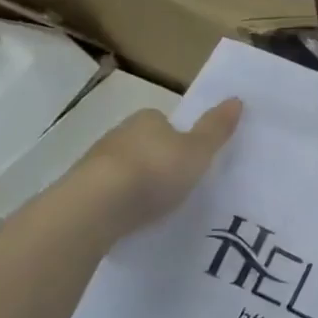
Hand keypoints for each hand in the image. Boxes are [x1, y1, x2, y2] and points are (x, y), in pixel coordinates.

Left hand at [75, 98, 243, 230]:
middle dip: (156, 159)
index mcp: (147, 119)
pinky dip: (117, 201)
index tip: (189, 159)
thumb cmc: (154, 172)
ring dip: (135, 181)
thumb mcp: (197, 152)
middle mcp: (119, 133)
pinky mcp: (80, 190)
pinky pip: (106, 192)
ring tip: (153, 206)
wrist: (95, 207)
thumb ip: (216, 129)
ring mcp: (95, 162)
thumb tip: (237, 99)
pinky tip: (128, 218)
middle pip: (143, 143)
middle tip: (175, 184)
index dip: (178, 138)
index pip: (164, 122)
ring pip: (123, 167)